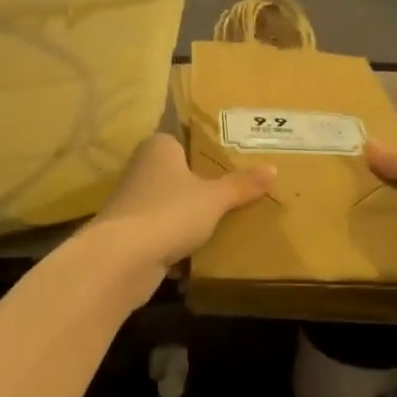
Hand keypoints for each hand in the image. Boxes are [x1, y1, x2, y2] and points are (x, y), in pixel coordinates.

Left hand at [84, 134, 274, 290]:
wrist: (123, 259)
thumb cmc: (170, 213)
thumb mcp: (215, 198)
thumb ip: (242, 185)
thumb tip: (273, 169)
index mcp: (159, 147)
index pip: (185, 137)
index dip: (208, 146)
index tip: (234, 155)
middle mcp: (142, 168)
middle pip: (179, 171)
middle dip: (203, 181)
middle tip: (240, 186)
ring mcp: (134, 202)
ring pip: (171, 202)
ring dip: (190, 212)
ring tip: (227, 217)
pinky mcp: (132, 233)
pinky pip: (164, 229)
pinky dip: (180, 236)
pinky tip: (204, 246)